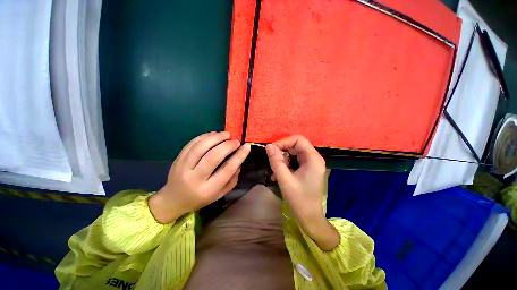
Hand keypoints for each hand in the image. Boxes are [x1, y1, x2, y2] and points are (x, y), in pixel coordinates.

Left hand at [149, 132, 250, 223]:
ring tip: (226, 134)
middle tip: (236, 140)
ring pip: (201, 147)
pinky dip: (204, 136)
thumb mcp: (220, 194)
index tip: (246, 146)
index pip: (227, 169)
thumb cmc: (200, 198)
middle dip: (227, 145)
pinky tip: (213, 134)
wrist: (174, 200)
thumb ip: (232, 179)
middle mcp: (195, 178)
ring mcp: (183, 167)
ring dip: (216, 137)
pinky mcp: (178, 159)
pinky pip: (192, 143)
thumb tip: (239, 161)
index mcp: (208, 190)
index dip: (239, 156)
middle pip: (213, 156)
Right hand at [266, 135, 338, 250]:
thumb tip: (268, 146)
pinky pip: (294, 161)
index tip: (271, 150)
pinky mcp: (307, 169)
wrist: (310, 218)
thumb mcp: (285, 180)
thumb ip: (276, 162)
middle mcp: (314, 158)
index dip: (283, 142)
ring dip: (282, 159)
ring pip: (293, 153)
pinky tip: (278, 175)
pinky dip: (285, 165)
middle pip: (296, 145)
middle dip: (282, 151)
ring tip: (275, 171)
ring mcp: (311, 163)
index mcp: (313, 159)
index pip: (298, 139)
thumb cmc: (299, 200)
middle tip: (272, 161)